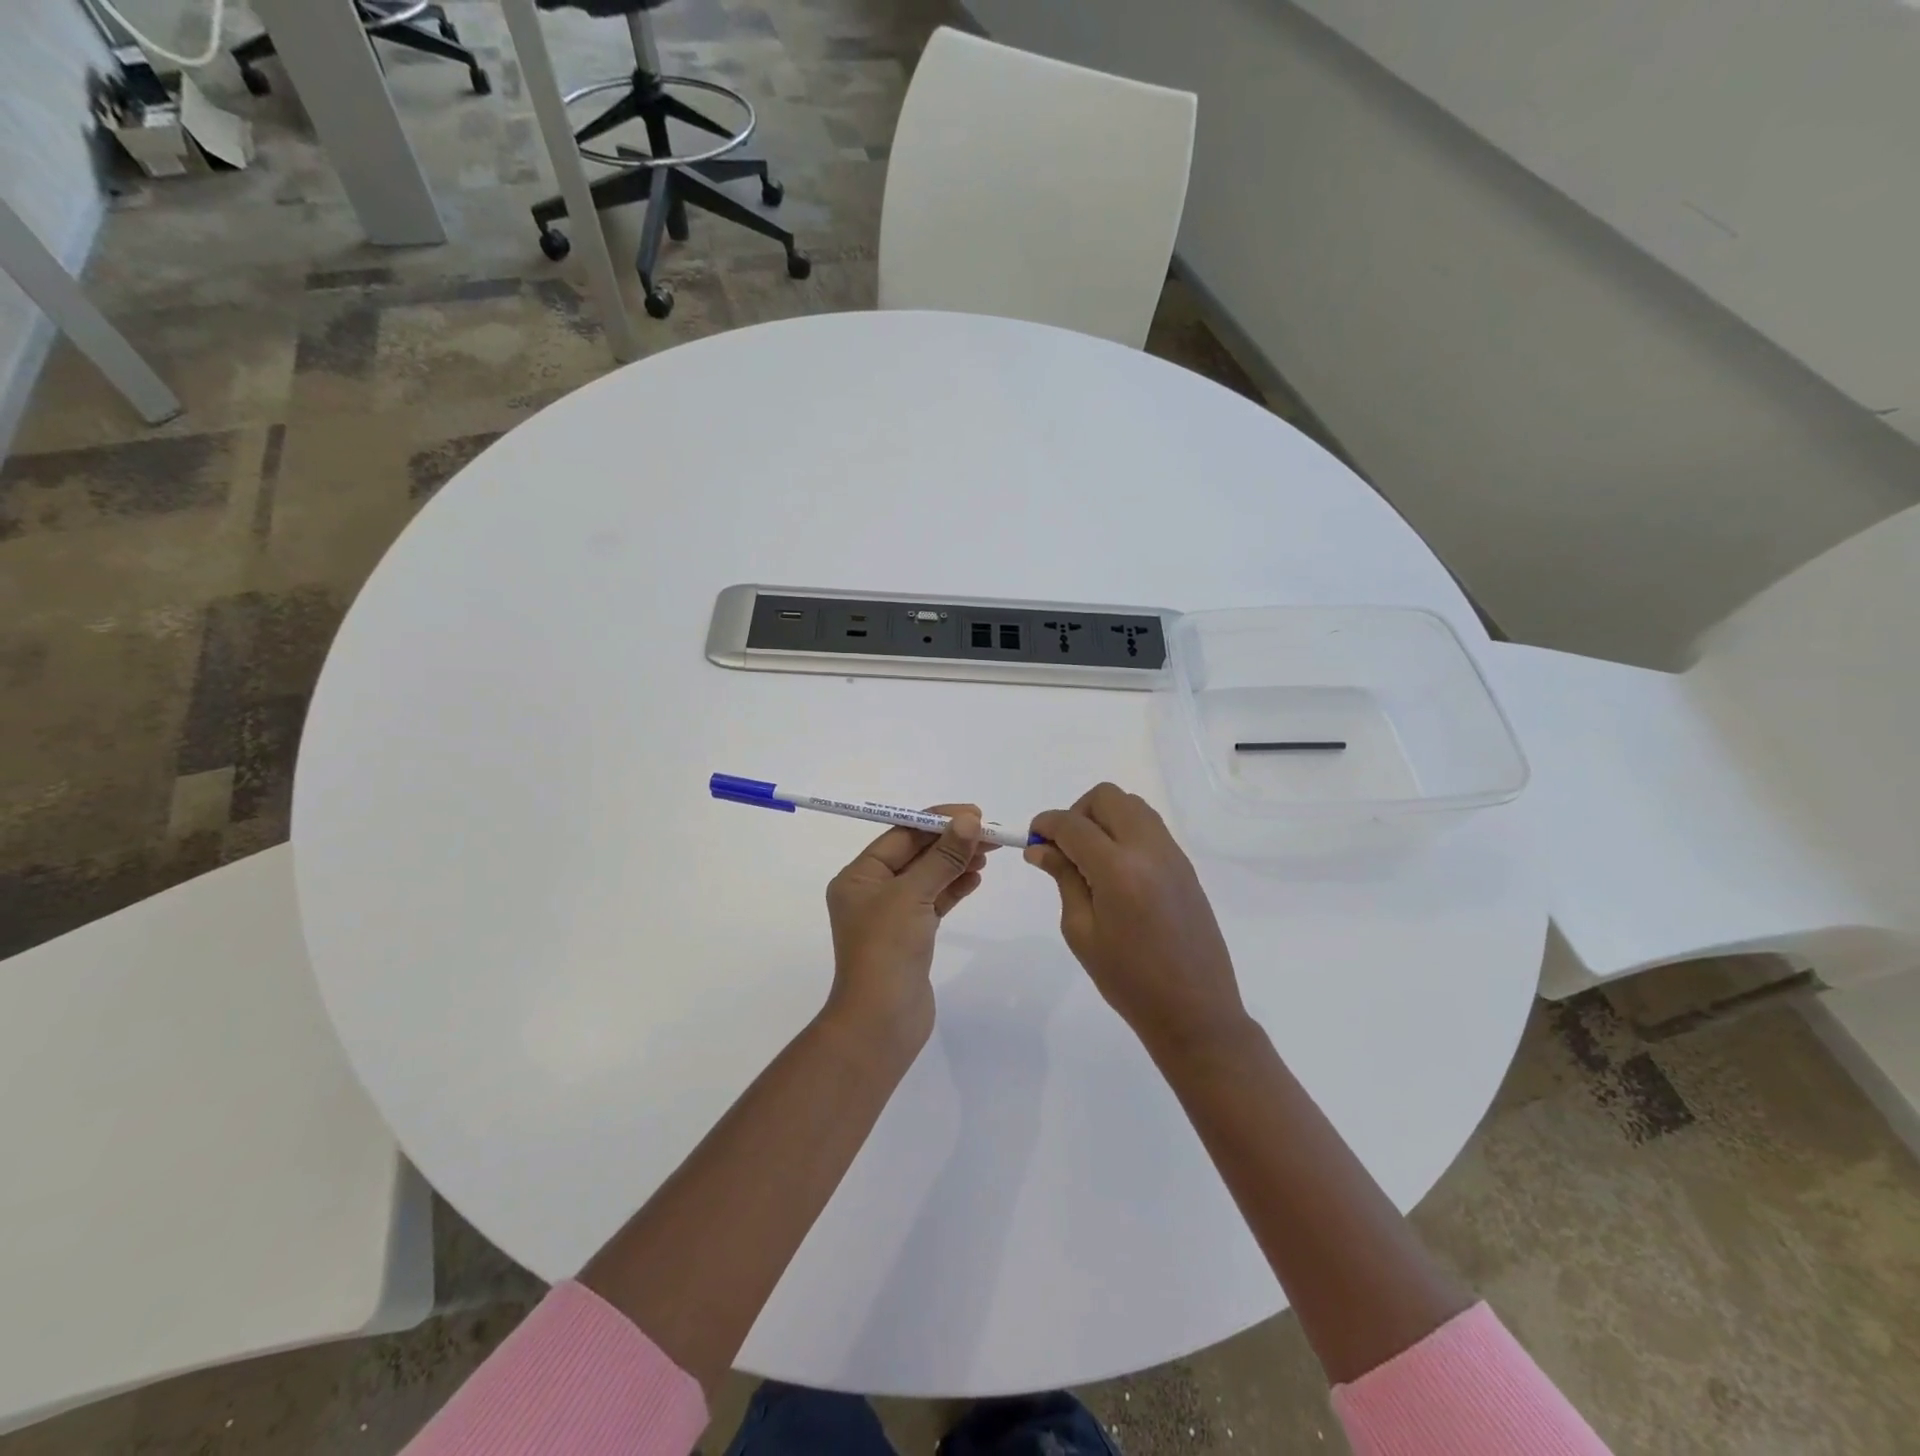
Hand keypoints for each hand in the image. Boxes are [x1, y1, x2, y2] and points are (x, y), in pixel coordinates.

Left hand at [824, 805, 991, 1051]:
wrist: (881, 1022)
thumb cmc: (887, 950)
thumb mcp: (914, 895)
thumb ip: (943, 857)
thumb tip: (969, 820)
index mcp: (859, 876)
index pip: (900, 835)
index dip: (937, 821)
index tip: (974, 813)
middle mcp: (871, 891)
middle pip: (915, 854)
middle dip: (951, 841)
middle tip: (988, 832)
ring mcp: (891, 915)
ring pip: (928, 877)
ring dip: (956, 862)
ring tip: (987, 854)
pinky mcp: (910, 936)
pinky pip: (934, 901)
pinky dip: (954, 888)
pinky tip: (975, 879)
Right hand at [1027, 783, 1250, 1059]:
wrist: (1194, 1011)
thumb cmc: (1128, 980)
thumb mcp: (1082, 931)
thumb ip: (1064, 878)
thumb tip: (1040, 848)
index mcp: (1118, 869)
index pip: (1073, 824)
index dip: (1046, 824)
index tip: (1033, 838)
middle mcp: (1148, 849)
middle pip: (1107, 798)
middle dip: (1077, 813)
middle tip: (1065, 849)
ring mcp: (1172, 854)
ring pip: (1132, 806)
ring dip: (1104, 818)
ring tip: (1090, 858)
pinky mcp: (1185, 865)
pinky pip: (1150, 827)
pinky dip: (1126, 831)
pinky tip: (1116, 870)